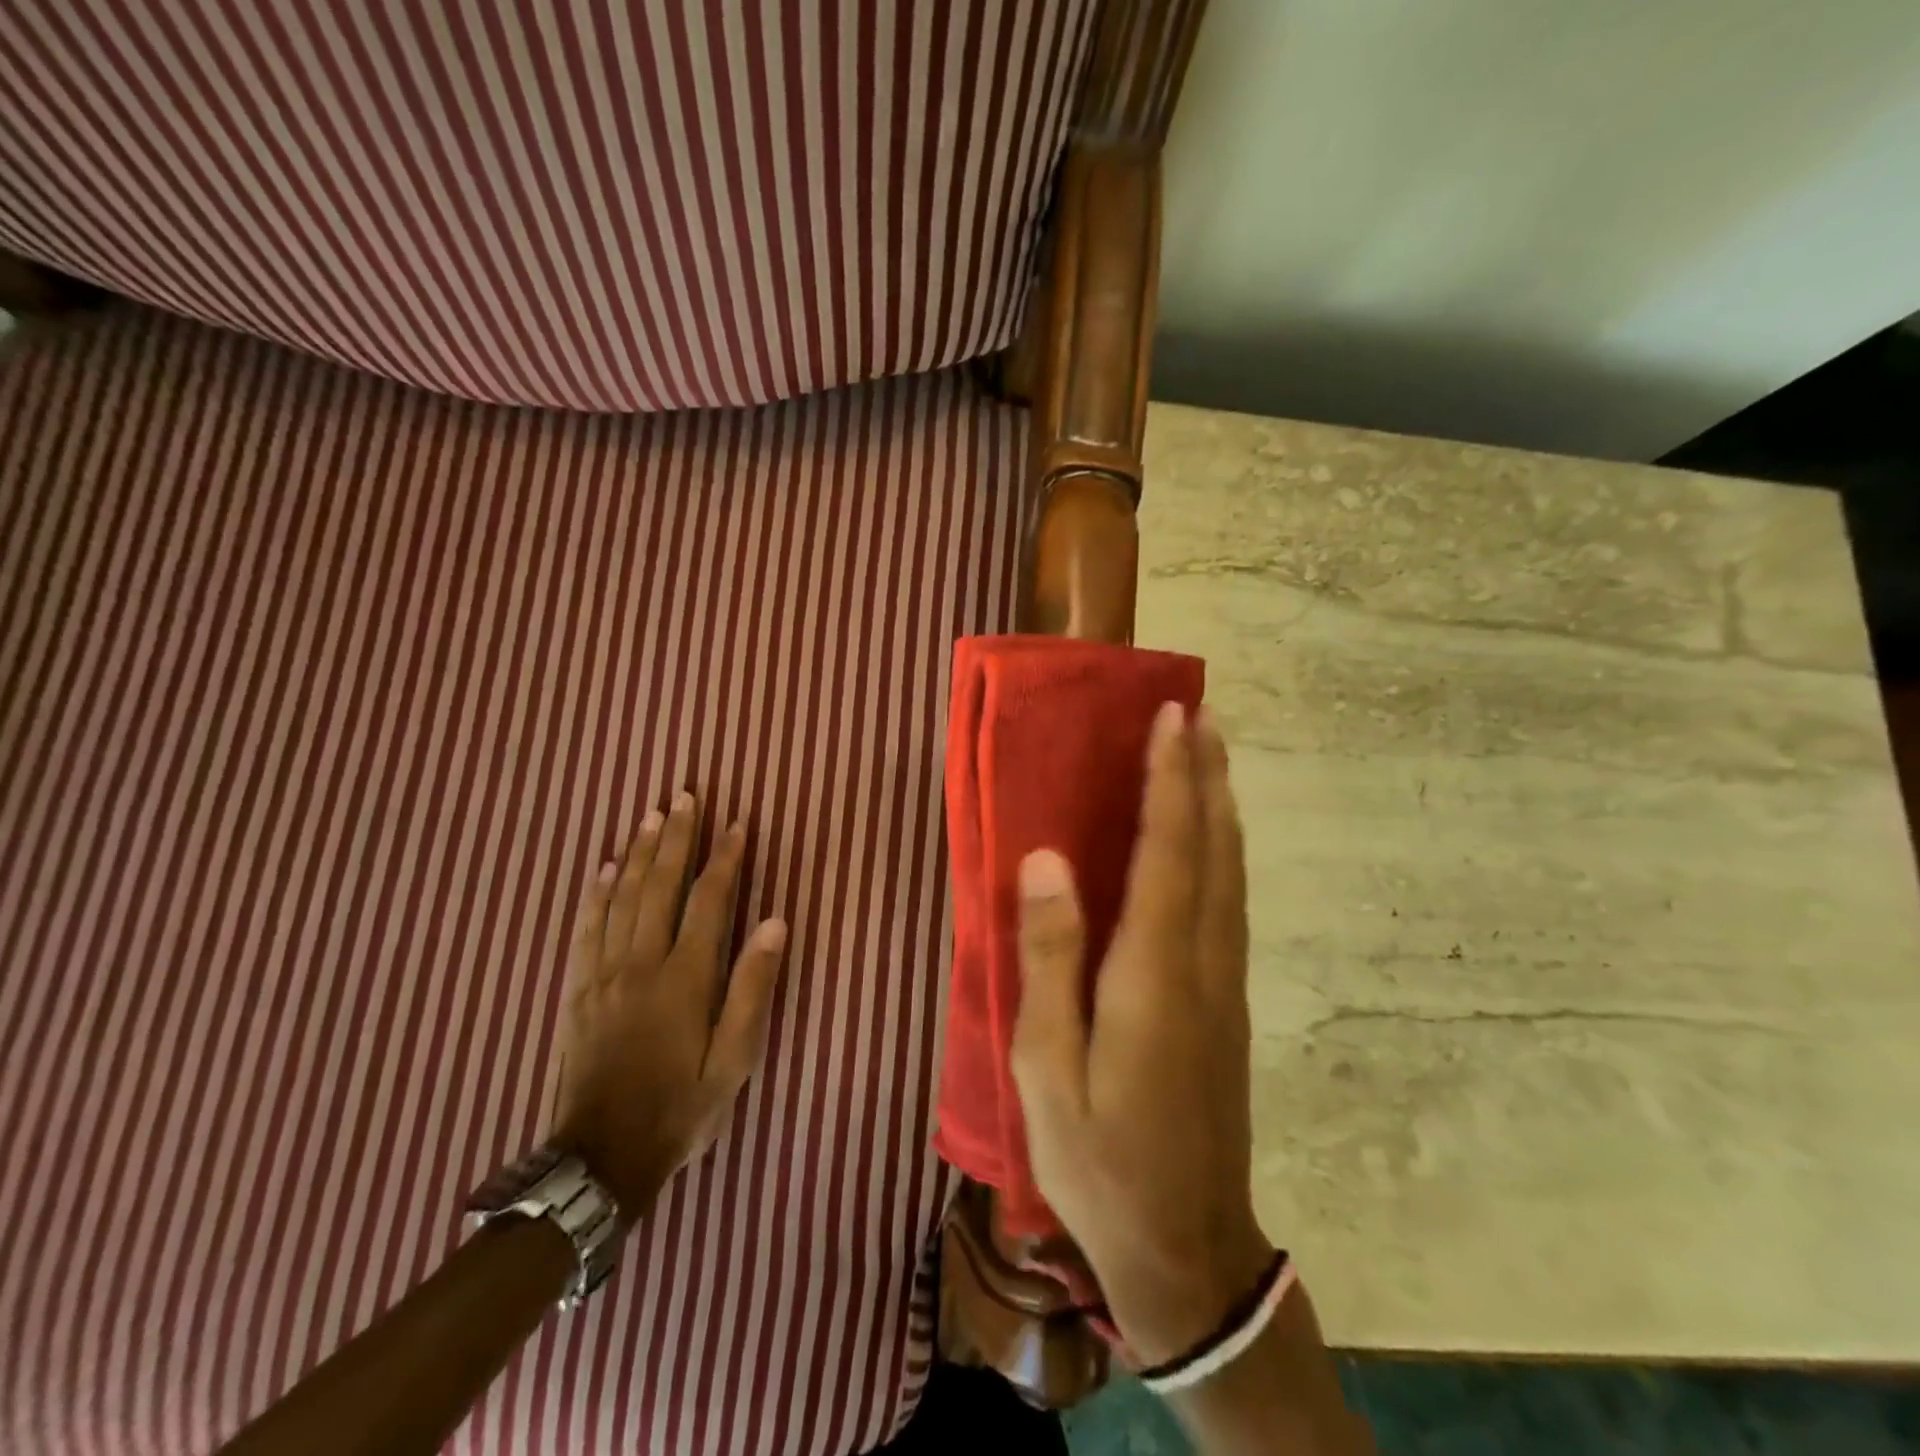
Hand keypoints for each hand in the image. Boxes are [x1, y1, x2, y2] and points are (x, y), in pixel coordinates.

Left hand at [550, 793, 787, 1217]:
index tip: (737, 824)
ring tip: (650, 816)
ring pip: (620, 897)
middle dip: (675, 837)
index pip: (708, 900)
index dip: (724, 858)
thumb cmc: (681, 1107)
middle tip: (684, 796)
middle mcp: (641, 963)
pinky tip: (602, 868)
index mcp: (685, 978)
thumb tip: (774, 922)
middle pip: (658, 885)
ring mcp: (602, 975)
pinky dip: (595, 894)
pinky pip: (585, 929)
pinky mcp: (577, 991)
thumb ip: (753, 987)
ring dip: (637, 853)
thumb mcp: (734, 1059)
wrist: (601, 1158)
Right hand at [1010, 704, 1273, 1366]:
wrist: (1187, 1249)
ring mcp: (1224, 984)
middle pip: (1212, 851)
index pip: (1168, 853)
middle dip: (1206, 777)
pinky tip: (1211, 840)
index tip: (1173, 719)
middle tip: (1201, 714)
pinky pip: (1230, 903)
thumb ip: (1049, 958)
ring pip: (1231, 874)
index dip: (1171, 781)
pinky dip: (1223, 851)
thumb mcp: (1047, 1067)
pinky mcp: (1226, 1003)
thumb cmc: (1098, 1158)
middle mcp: (1201, 964)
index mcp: (1153, 974)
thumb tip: (1046, 859)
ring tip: (1212, 755)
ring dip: (1221, 807)